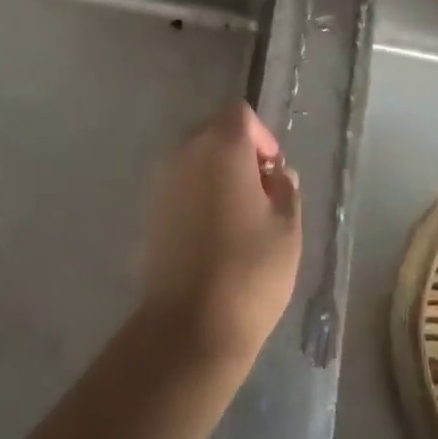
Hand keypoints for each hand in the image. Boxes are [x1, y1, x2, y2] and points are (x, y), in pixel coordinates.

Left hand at [139, 101, 301, 367]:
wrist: (189, 326)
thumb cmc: (249, 270)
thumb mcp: (287, 228)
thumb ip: (285, 189)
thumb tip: (276, 174)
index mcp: (221, 146)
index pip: (239, 113)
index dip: (261, 135)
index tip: (274, 170)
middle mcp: (185, 152)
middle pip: (214, 130)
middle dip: (239, 151)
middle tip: (262, 191)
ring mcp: (162, 181)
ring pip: (195, 158)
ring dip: (218, 173)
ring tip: (240, 215)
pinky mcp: (150, 210)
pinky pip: (180, 185)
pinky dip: (198, 194)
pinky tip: (214, 232)